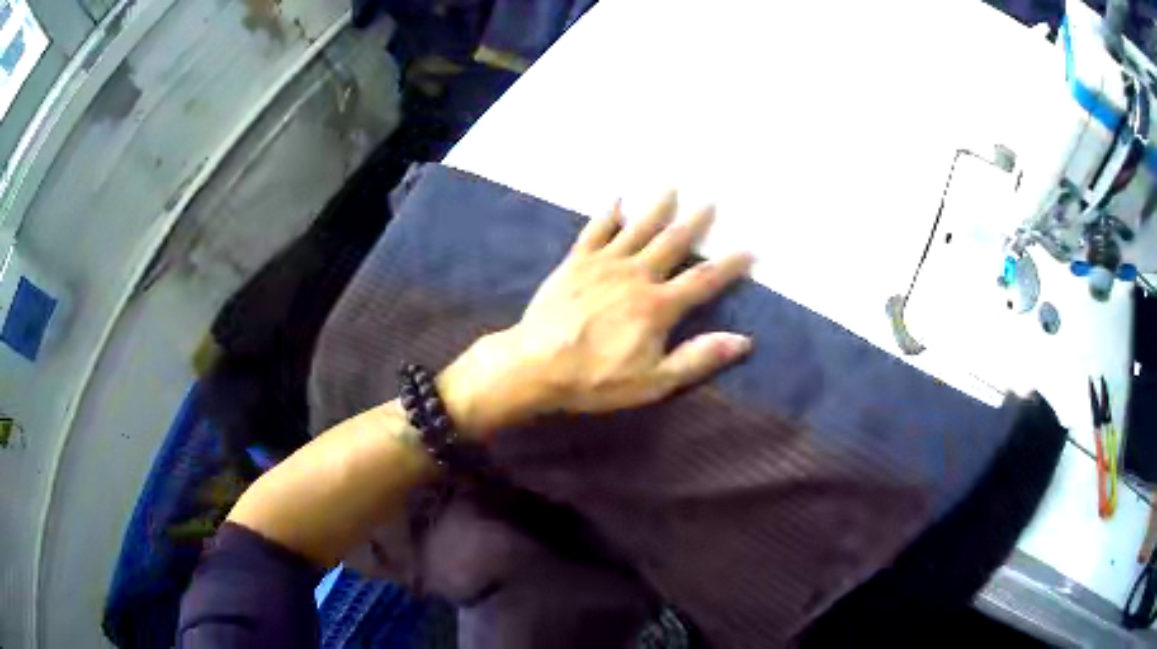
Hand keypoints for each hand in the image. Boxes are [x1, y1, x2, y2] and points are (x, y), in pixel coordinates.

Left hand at [440, 192, 753, 438]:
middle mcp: (636, 275)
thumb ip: (698, 358)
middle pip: (672, 243)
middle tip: (711, 199)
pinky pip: (595, 231)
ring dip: (657, 206)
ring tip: (671, 185)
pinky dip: (607, 213)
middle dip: (694, 221)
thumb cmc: (596, 379)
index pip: (704, 280)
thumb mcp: (654, 382)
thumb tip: (744, 341)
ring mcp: (604, 264)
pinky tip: (616, 198)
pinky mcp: (576, 262)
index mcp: (658, 305)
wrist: (535, 365)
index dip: (730, 265)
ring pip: (637, 228)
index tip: (750, 248)